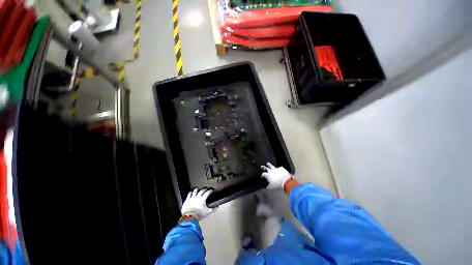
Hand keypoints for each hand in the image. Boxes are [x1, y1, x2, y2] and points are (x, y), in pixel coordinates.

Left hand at [181, 187, 216, 220]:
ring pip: (194, 192)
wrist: (190, 215)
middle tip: (206, 189)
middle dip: (204, 189)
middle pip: (201, 191)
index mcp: (202, 199)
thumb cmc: (199, 214)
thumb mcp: (207, 212)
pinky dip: (190, 193)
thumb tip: (217, 207)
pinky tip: (191, 192)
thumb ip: (213, 209)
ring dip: (197, 189)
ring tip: (198, 188)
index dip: (210, 191)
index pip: (207, 193)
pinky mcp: (187, 200)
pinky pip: (189, 194)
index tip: (211, 190)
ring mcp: (191, 198)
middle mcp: (197, 197)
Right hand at [261, 162, 292, 189]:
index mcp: (268, 175)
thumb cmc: (277, 184)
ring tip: (267, 163)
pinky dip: (278, 168)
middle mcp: (271, 171)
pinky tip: (279, 168)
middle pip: (266, 168)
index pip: (263, 174)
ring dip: (269, 165)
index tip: (262, 176)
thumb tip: (266, 187)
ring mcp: (276, 169)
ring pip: (272, 166)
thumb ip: (268, 186)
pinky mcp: (281, 168)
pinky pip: (279, 168)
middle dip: (263, 167)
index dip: (262, 175)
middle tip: (261, 166)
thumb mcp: (271, 187)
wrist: (285, 181)